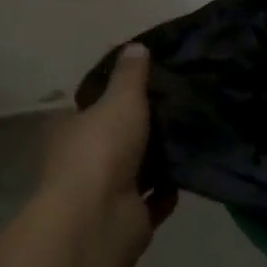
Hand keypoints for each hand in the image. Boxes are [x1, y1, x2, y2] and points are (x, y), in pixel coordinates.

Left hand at [37, 43, 174, 237]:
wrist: (98, 220)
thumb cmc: (102, 150)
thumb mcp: (120, 100)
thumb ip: (131, 75)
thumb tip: (135, 46)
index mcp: (72, 130)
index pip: (93, 105)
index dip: (117, 93)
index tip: (150, 81)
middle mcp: (84, 160)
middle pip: (117, 138)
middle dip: (144, 127)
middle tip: (182, 103)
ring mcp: (105, 192)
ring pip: (137, 169)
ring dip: (160, 159)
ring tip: (194, 132)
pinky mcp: (129, 218)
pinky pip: (155, 199)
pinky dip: (170, 189)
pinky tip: (191, 169)